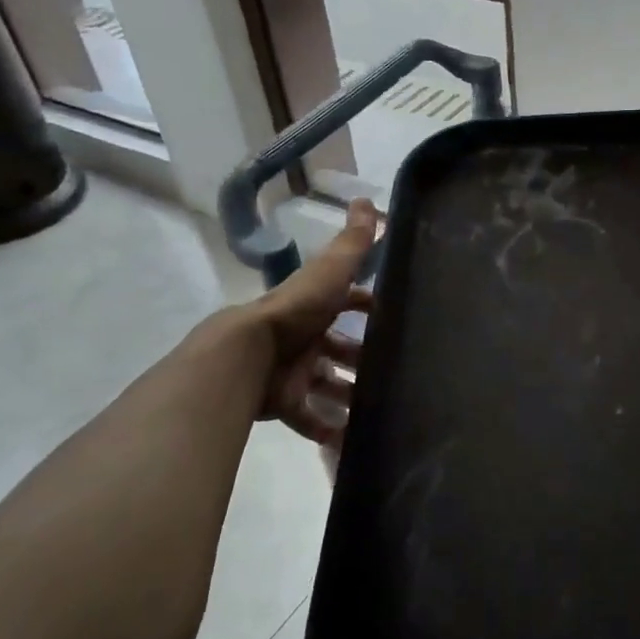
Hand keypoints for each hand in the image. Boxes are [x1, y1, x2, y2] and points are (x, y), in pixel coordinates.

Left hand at [248, 199, 378, 445]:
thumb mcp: (329, 273)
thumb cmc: (295, 312)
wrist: (246, 355)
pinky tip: (349, 439)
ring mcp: (292, 371)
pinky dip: (326, 428)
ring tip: (378, 410)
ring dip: (348, 396)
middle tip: (391, 373)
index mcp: (314, 306)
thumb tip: (369, 200)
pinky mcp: (283, 402)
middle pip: (337, 349)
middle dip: (361, 359)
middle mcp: (303, 337)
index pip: (346, 303)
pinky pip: (307, 417)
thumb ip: (353, 243)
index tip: (393, 320)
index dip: (367, 307)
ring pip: (326, 384)